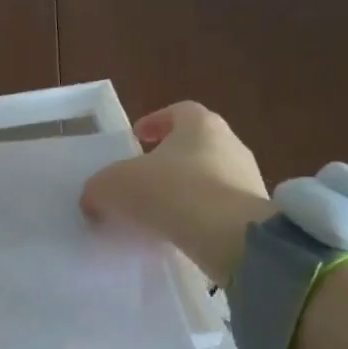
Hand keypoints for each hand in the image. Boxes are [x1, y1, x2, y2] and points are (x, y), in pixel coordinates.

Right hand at [81, 102, 274, 283]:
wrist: (231, 237)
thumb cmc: (172, 191)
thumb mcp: (115, 186)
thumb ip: (98, 190)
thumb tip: (92, 202)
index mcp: (200, 124)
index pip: (178, 111)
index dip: (155, 122)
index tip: (136, 138)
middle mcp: (230, 144)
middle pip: (195, 145)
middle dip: (169, 160)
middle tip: (143, 180)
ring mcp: (248, 179)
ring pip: (210, 178)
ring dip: (186, 191)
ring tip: (160, 213)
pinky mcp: (255, 214)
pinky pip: (222, 210)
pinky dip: (201, 218)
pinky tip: (182, 234)